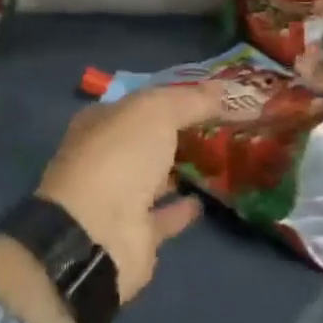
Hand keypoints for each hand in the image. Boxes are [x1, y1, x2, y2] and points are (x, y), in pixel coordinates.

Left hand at [34, 82, 224, 302]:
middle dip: (179, 133)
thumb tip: (224, 88)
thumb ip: (191, 99)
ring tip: (221, 160)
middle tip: (222, 127)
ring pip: (156, 178)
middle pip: (148, 140)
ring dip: (181, 170)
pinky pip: (165, 216)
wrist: (98, 235)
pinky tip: (207, 199)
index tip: (209, 97)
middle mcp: (106, 157)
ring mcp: (118, 198)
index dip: (172, 97)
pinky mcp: (135, 235)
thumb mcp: (157, 112)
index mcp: (101, 122)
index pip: (140, 103)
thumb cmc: (120, 157)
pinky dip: (183, 209)